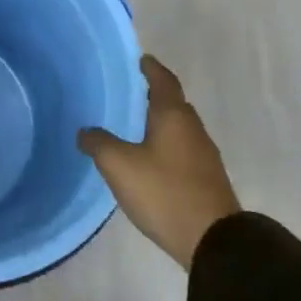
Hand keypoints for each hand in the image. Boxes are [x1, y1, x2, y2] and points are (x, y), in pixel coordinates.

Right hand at [78, 55, 241, 269]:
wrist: (214, 242)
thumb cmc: (165, 192)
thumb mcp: (120, 165)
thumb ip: (99, 143)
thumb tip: (85, 131)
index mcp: (173, 115)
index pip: (162, 80)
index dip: (150, 68)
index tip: (139, 59)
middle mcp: (192, 127)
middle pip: (173, 102)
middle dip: (154, 94)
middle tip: (129, 92)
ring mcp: (204, 154)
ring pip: (179, 127)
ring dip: (160, 121)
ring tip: (135, 125)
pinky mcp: (207, 178)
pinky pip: (182, 149)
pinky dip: (166, 144)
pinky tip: (150, 158)